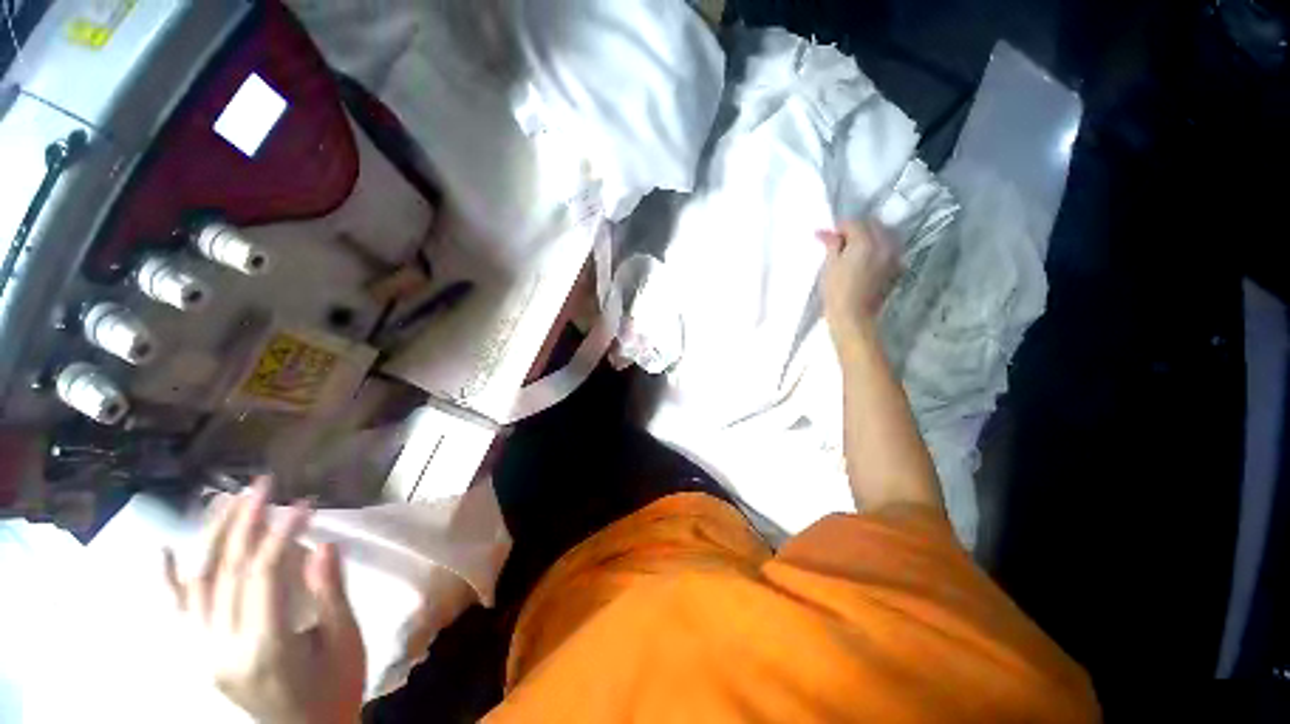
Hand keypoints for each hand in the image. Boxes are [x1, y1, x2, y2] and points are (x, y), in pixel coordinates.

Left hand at [164, 481, 364, 723]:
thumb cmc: (335, 691)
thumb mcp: (346, 643)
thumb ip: (330, 595)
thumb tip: (323, 546)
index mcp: (265, 647)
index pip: (261, 575)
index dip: (281, 533)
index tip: (304, 504)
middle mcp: (223, 648)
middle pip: (225, 574)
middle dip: (243, 523)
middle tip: (261, 485)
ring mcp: (204, 654)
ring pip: (199, 585)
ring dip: (212, 539)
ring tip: (227, 501)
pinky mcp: (200, 657)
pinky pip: (178, 615)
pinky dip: (169, 583)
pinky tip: (164, 553)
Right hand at [817, 220, 900, 346]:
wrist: (853, 316)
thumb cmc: (836, 292)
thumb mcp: (830, 265)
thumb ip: (832, 245)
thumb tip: (825, 232)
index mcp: (865, 242)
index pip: (854, 222)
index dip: (840, 228)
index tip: (829, 237)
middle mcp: (884, 244)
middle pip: (873, 225)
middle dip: (857, 229)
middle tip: (840, 242)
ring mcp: (894, 256)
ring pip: (885, 235)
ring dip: (870, 236)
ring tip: (855, 249)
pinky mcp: (897, 268)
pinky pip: (891, 249)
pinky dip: (880, 248)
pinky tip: (868, 259)